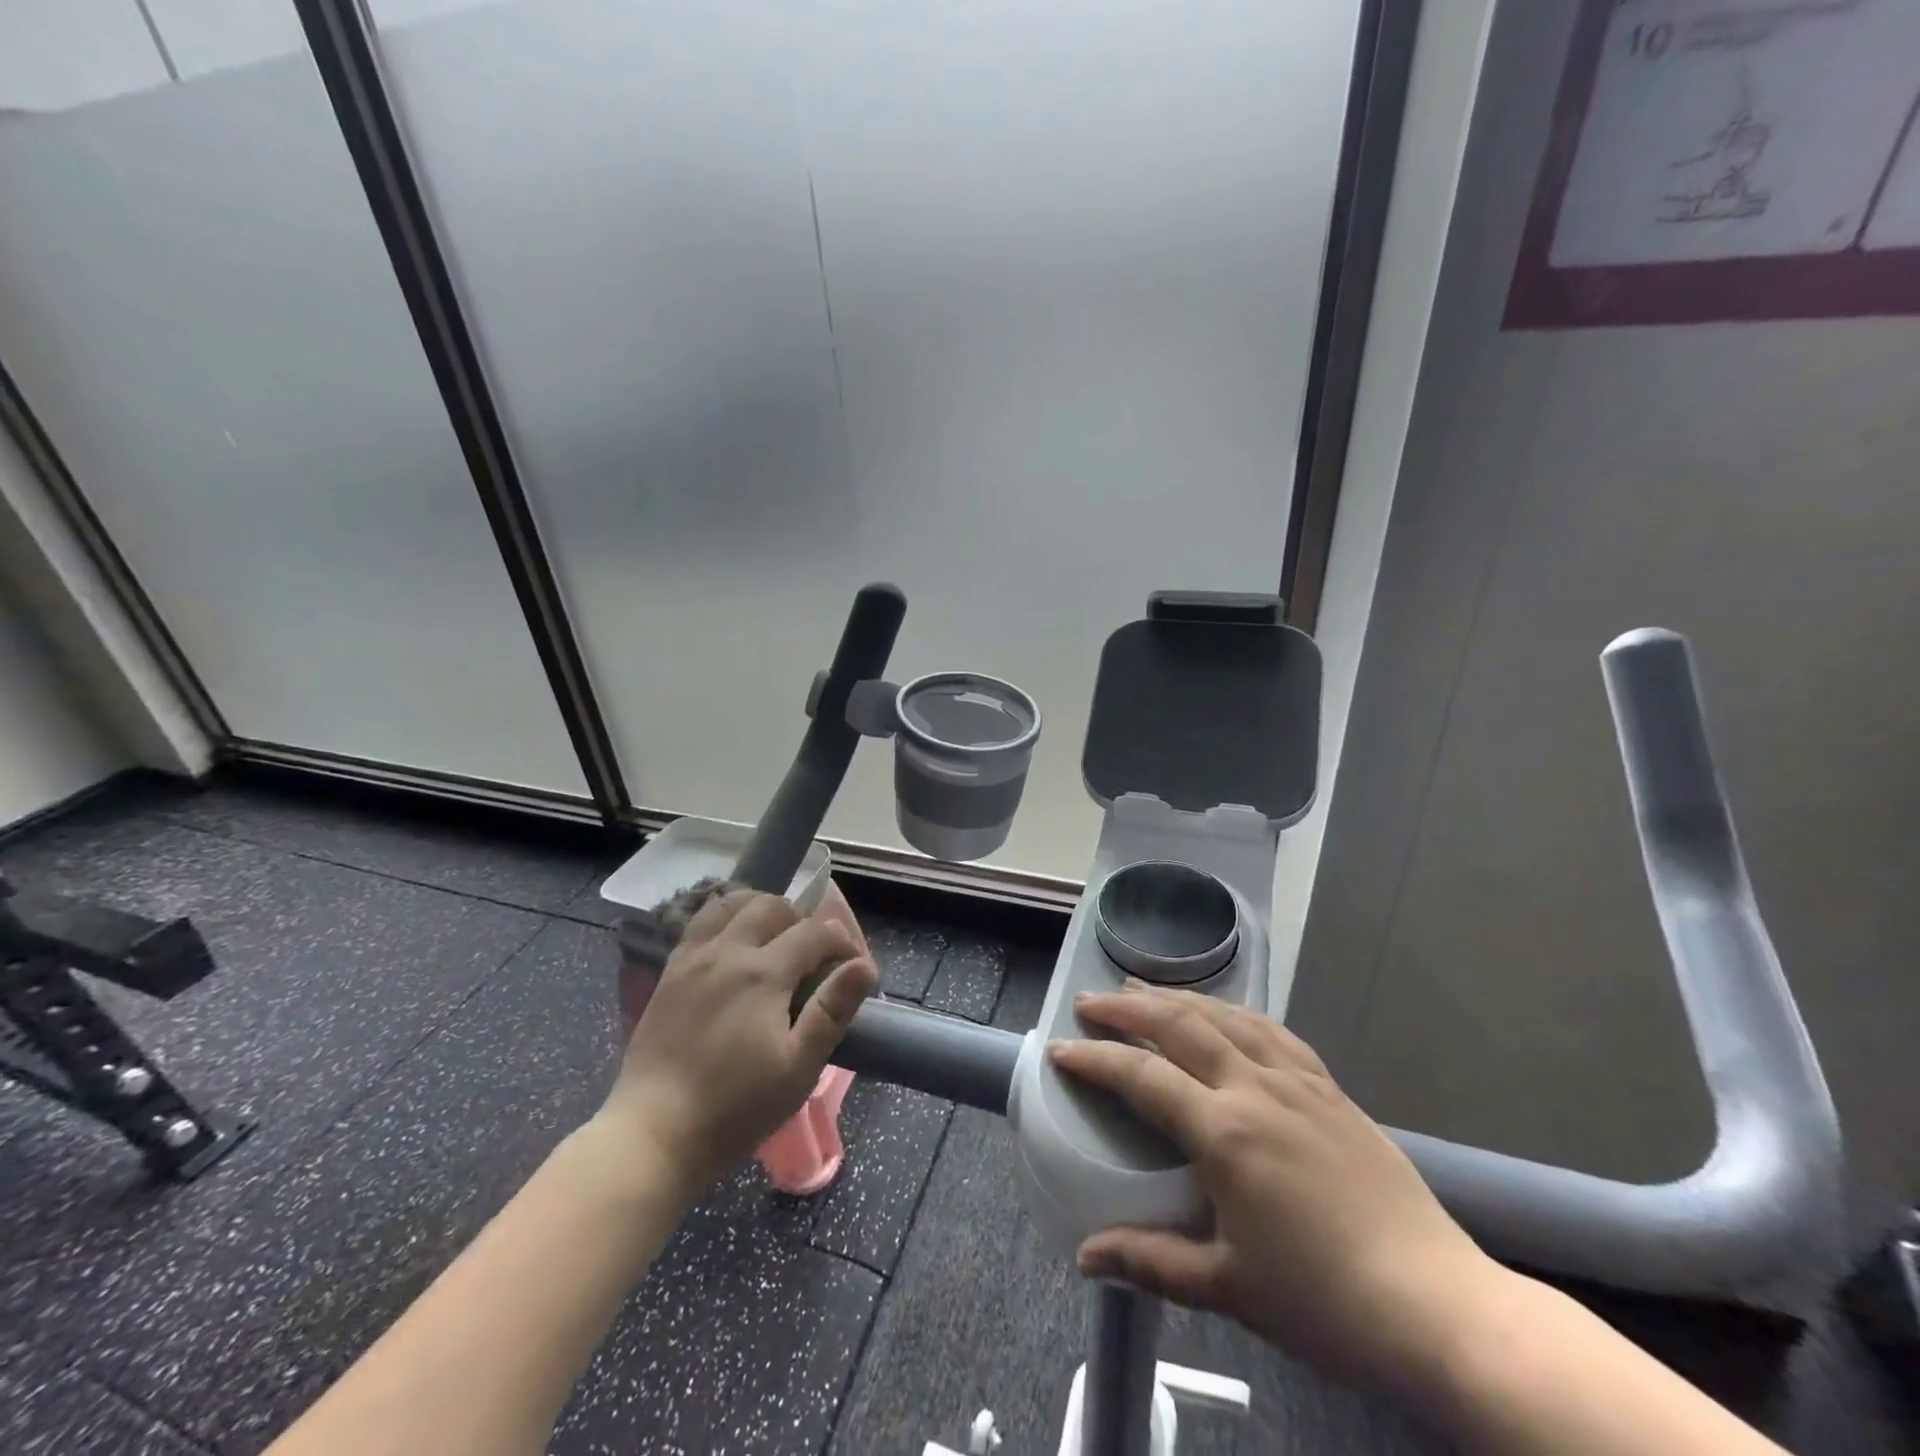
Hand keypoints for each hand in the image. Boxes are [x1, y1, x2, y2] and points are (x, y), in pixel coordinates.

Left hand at [597, 890, 877, 1199]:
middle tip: (812, 957)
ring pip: (732, 904)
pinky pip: (700, 921)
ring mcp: (694, 958)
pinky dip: (725, 918)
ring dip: (761, 910)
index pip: (816, 932)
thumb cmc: (736, 1108)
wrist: (654, 1134)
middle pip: (773, 906)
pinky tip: (733, 945)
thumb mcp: (798, 1067)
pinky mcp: (670, 971)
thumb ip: (832, 1010)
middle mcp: (728, 951)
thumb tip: (864, 965)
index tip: (854, 969)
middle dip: (802, 921)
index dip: (843, 943)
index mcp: (764, 974)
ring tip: (773, 941)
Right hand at [1049, 984, 1498, 1393]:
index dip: (1096, 1060)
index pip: (1144, 1077)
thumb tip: (1086, 1256)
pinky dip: (1233, 1012)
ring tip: (1141, 989)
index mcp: (1226, 1133)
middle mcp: (1256, 1089)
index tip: (1060, 1049)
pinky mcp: (1330, 1088)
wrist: (1440, 1307)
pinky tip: (1223, 1013)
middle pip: (1181, 1026)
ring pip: (1225, 1017)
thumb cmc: (1325, 1304)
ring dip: (1177, 998)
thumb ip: (1151, 1261)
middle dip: (1128, 1010)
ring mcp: (1298, 1082)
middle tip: (1090, 1002)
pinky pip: (1271, 1031)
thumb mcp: (1229, 1287)